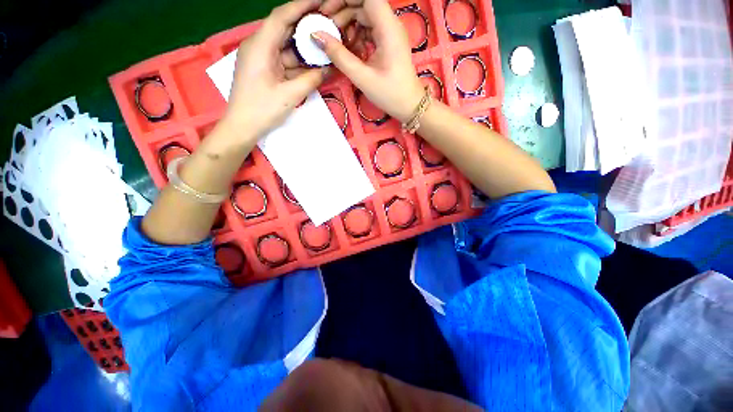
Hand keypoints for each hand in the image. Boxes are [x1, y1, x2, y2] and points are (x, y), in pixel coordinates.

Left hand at [221, 0, 329, 141]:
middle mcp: (259, 46)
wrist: (242, 127)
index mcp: (260, 46)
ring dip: (304, 47)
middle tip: (327, 24)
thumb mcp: (290, 95)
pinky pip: (284, 60)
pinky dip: (298, 62)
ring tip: (324, 45)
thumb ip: (311, 80)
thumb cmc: (262, 110)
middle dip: (306, 26)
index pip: (282, 17)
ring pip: (286, 46)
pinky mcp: (265, 69)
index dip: (301, 6)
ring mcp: (261, 58)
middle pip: (284, 29)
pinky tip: (313, 64)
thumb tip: (327, 69)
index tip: (320, 1)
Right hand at [316, 0, 424, 122]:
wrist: (408, 105)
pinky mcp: (387, 42)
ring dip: (348, 25)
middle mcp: (390, 24)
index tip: (327, 11)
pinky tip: (349, 49)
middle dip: (342, 12)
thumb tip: (316, 36)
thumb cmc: (390, 94)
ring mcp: (389, 33)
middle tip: (325, 28)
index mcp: (388, 28)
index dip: (345, 0)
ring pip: (364, 17)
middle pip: (363, 5)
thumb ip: (339, 56)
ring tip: (336, 42)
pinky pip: (368, 30)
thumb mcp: (363, 78)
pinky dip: (356, 36)